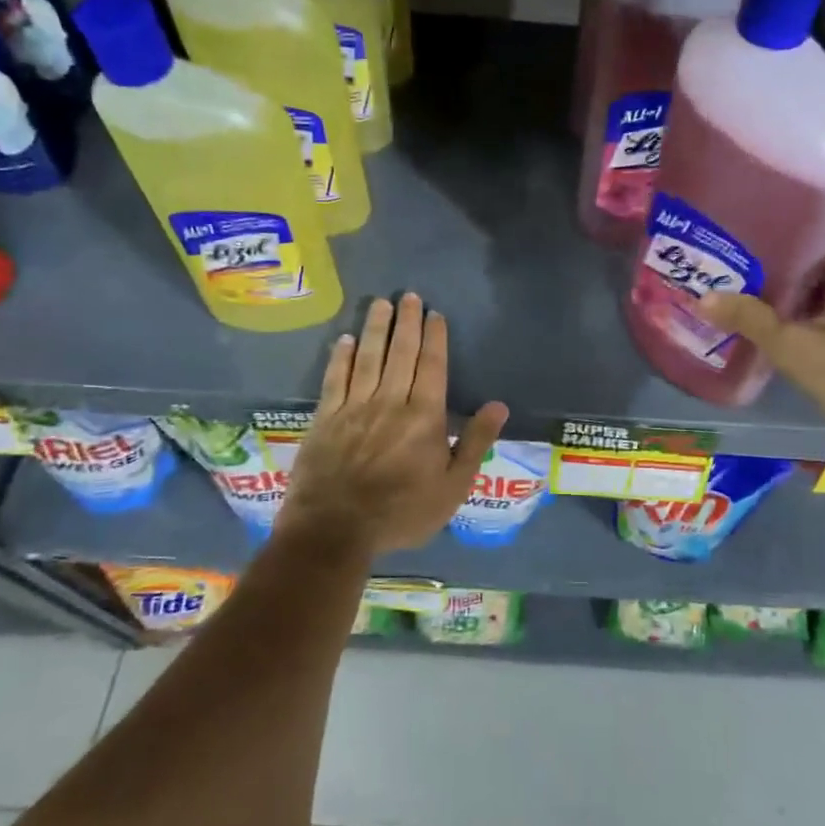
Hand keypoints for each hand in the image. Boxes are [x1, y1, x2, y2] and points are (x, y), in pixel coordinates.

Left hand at [277, 293, 508, 558]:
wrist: (335, 530)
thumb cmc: (402, 512)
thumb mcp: (453, 487)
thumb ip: (476, 443)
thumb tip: (499, 405)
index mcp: (424, 416)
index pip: (432, 366)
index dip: (434, 338)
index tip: (435, 314)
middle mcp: (390, 401)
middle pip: (400, 353)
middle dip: (406, 322)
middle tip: (409, 295)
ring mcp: (354, 407)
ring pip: (368, 358)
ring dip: (375, 328)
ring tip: (380, 303)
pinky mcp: (325, 418)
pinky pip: (335, 379)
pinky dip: (341, 357)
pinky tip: (345, 340)